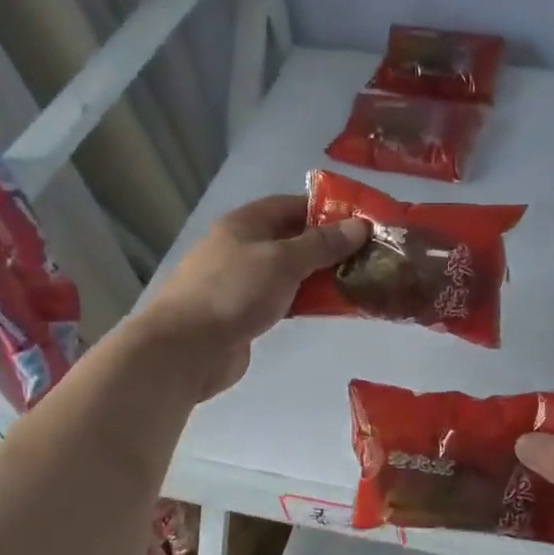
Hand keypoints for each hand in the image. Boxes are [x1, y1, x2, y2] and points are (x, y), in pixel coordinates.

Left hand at [139, 195, 366, 398]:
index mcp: (245, 224)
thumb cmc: (233, 292)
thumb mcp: (283, 261)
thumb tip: (359, 226)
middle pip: (292, 239)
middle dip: (329, 246)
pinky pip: (284, 299)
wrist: (185, 350)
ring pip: (290, 272)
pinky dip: (307, 300)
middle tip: (368, 254)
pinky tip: (333, 307)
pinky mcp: (245, 314)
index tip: (360, 221)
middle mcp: (243, 248)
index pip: (291, 205)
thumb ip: (322, 244)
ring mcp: (242, 282)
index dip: (325, 209)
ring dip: (321, 276)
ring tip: (360, 280)